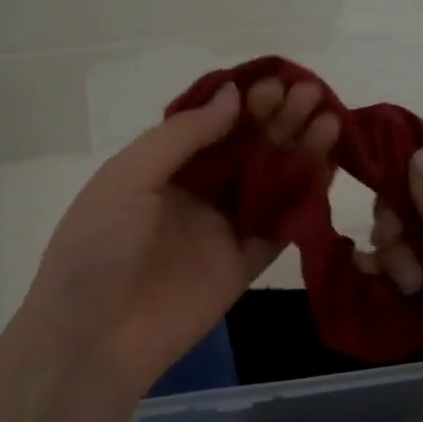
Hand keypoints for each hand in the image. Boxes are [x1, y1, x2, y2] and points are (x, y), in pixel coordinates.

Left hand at [23, 75, 338, 395]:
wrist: (94, 337)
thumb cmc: (98, 246)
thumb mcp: (129, 177)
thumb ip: (183, 136)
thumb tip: (233, 96)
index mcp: (163, 166)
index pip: (213, 123)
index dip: (245, 102)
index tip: (275, 84)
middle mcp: (197, 191)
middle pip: (247, 148)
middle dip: (278, 119)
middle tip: (309, 97)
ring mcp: (223, 227)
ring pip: (270, 182)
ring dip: (298, 152)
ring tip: (328, 123)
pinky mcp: (244, 264)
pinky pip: (281, 227)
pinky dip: (305, 200)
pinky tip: (328, 171)